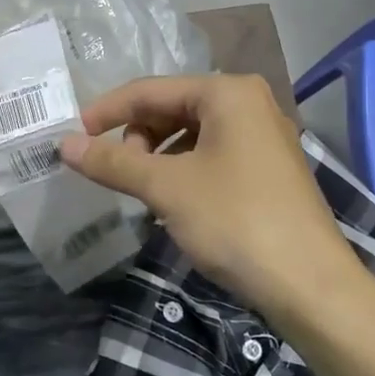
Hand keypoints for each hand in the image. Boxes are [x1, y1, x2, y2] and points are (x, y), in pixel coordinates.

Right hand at [59, 73, 357, 319]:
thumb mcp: (166, 188)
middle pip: (172, 108)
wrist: (310, 285)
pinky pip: (212, 154)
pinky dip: (183, 170)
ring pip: (192, 133)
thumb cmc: (235, 221)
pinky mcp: (268, 168)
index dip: (107, 111)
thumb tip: (64, 145)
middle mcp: (249, 103)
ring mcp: (263, 136)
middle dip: (137, 136)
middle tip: (117, 173)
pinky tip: (173, 200)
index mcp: (228, 92)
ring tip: (143, 190)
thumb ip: (113, 162)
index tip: (72, 137)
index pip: (151, 90)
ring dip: (158, 156)